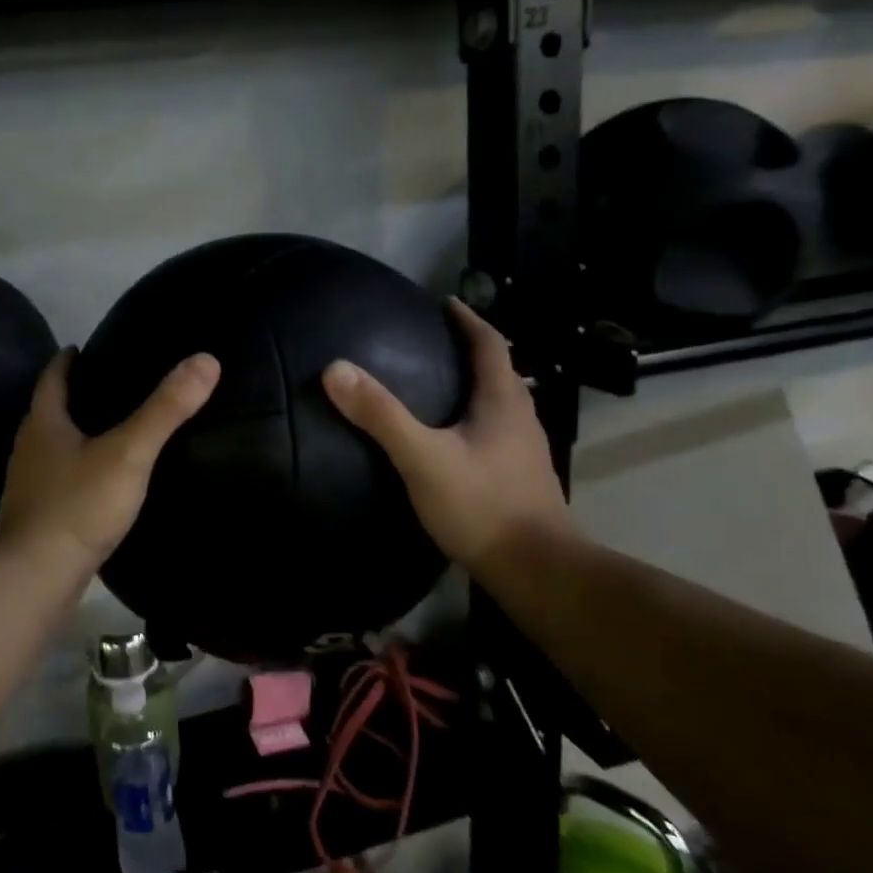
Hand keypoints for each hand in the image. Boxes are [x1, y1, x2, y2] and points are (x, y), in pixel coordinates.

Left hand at [0, 348, 219, 575]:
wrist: (37, 576)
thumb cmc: (80, 505)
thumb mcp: (129, 453)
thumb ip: (165, 409)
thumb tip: (205, 360)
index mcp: (43, 425)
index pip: (52, 379)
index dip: (67, 361)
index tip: (82, 348)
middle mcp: (29, 450)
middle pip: (48, 412)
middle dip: (72, 397)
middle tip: (107, 388)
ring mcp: (29, 486)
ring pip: (52, 449)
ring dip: (73, 436)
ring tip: (108, 432)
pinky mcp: (36, 517)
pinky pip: (58, 481)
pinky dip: (76, 471)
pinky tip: (100, 482)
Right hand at [321, 298, 573, 582]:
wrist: (535, 569)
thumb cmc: (481, 505)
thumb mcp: (422, 457)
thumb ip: (381, 415)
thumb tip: (336, 369)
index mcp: (503, 401)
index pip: (490, 344)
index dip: (469, 320)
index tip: (445, 302)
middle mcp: (521, 418)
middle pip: (499, 371)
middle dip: (471, 351)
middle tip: (433, 342)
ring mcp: (524, 451)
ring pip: (500, 404)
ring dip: (474, 386)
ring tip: (438, 384)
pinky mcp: (519, 478)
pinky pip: (496, 432)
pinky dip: (474, 420)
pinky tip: (451, 439)